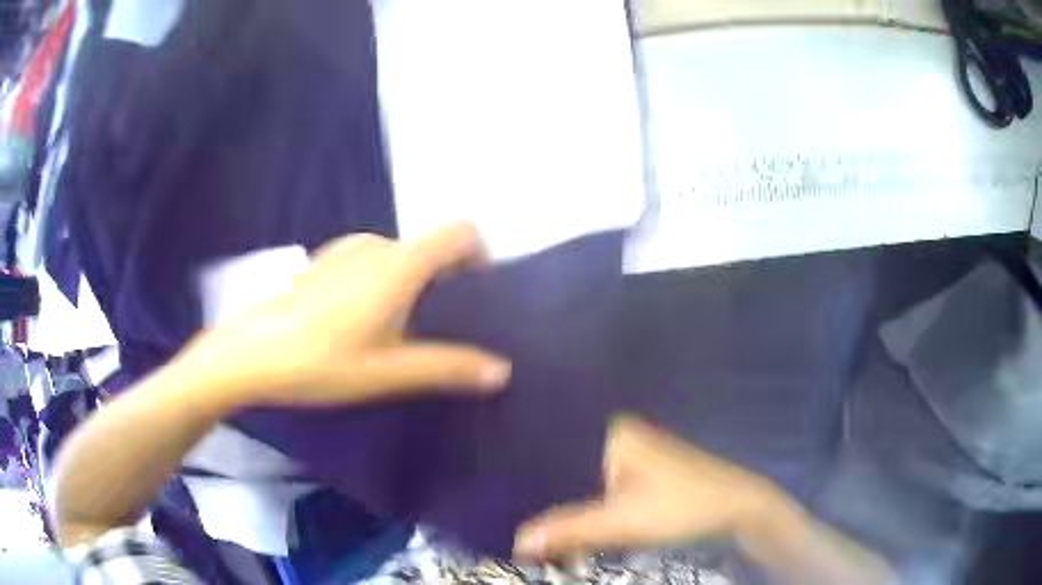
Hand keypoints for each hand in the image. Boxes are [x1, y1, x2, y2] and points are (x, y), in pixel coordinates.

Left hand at [183, 222, 511, 406]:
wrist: (249, 353)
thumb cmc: (318, 362)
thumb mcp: (386, 372)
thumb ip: (446, 367)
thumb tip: (501, 371)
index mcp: (398, 264)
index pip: (459, 231)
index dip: (479, 255)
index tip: (478, 295)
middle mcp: (376, 246)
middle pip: (431, 246)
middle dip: (447, 278)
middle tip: (441, 326)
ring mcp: (345, 250)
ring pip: (400, 254)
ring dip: (414, 281)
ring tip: (402, 329)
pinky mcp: (324, 261)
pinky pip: (372, 259)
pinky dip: (385, 279)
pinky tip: (362, 321)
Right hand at [514, 416, 789, 560]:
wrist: (739, 509)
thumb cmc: (683, 507)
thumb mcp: (622, 522)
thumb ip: (568, 532)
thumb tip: (517, 542)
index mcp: (612, 432)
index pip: (556, 450)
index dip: (530, 479)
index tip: (503, 501)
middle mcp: (621, 436)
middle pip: (570, 469)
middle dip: (548, 498)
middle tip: (514, 521)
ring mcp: (636, 454)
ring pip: (587, 482)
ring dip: (568, 507)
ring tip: (532, 526)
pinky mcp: (647, 474)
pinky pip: (605, 490)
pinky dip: (590, 509)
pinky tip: (573, 527)